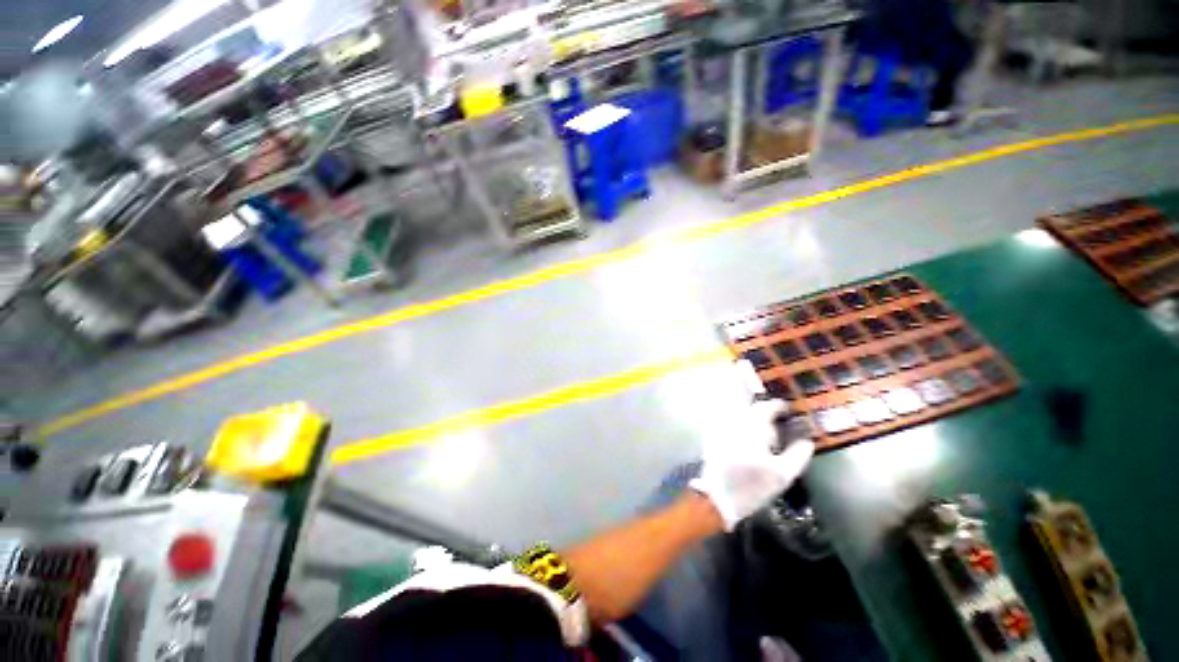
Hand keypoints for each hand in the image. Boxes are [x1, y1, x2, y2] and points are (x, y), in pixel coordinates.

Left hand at [689, 399, 813, 529]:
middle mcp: (734, 421)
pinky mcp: (713, 437)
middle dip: (768, 415)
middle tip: (781, 426)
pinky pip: (731, 425)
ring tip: (767, 438)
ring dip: (755, 422)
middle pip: (753, 411)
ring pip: (742, 417)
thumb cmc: (752, 486)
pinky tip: (750, 444)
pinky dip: (743, 429)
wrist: (718, 497)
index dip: (780, 407)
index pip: (766, 407)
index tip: (790, 410)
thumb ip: (798, 455)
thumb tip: (808, 441)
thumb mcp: (782, 475)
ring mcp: (721, 428)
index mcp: (751, 427)